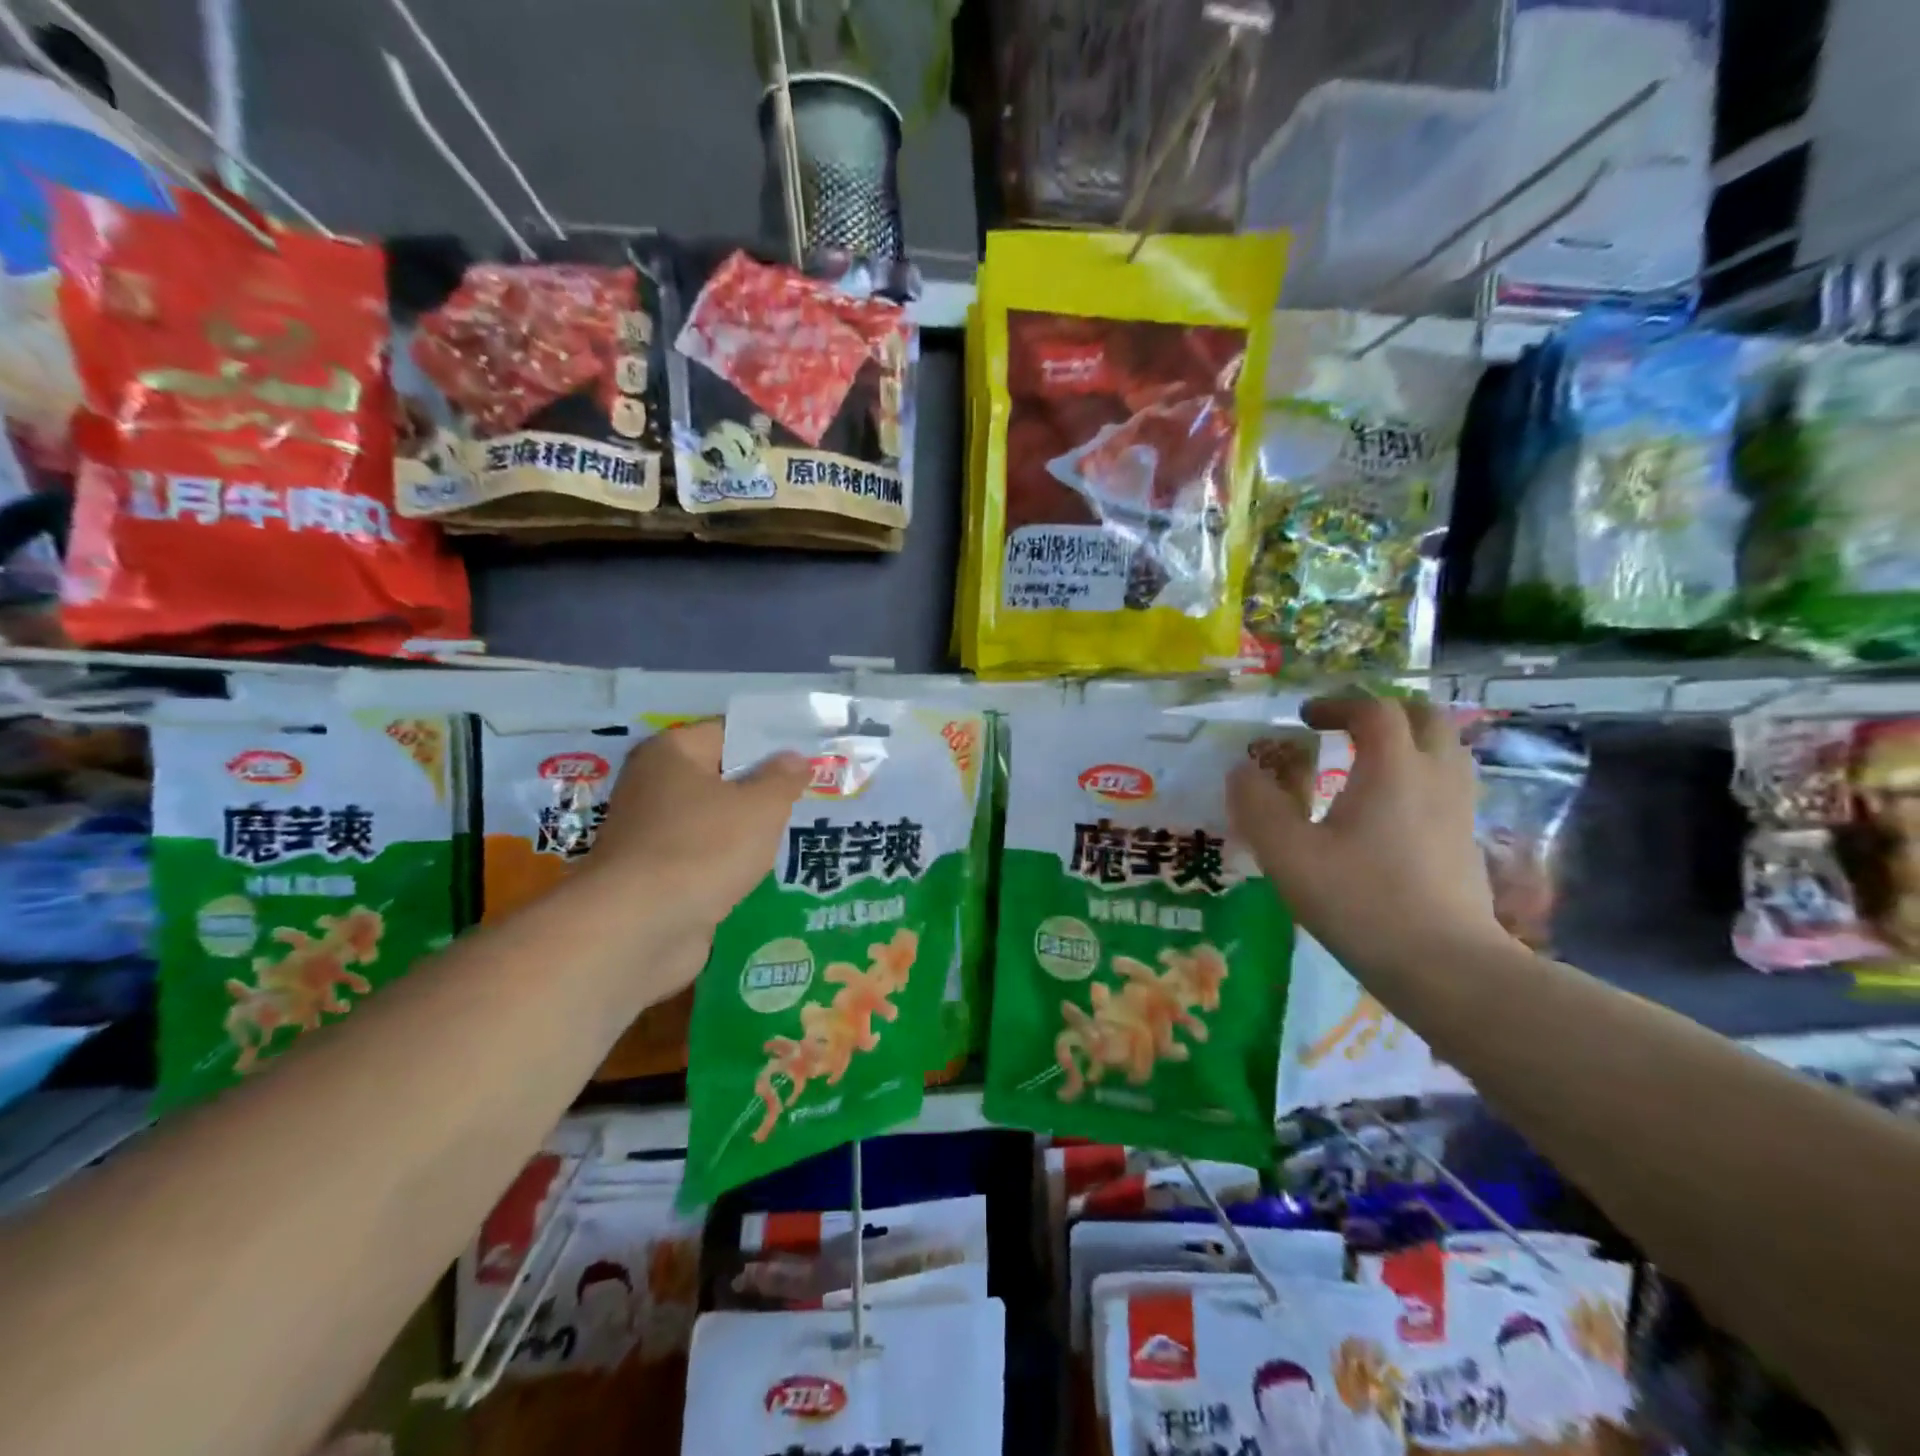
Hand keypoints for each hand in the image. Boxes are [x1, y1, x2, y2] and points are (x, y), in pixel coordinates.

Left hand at [584, 720, 808, 939]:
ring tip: (792, 833)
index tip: (808, 757)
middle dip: (761, 788)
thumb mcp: (761, 807)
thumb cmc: (704, 848)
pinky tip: (759, 871)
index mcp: (672, 753)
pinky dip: (727, 863)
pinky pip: (702, 856)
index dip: (770, 743)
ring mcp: (650, 833)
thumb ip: (783, 778)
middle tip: (809, 795)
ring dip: (745, 830)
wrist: (639, 929)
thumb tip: (794, 758)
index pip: (729, 732)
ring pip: (712, 820)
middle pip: (720, 777)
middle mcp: (653, 785)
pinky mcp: (653, 876)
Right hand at [1227, 695, 1507, 975]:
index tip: (1305, 719)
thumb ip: (1258, 806)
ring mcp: (1461, 808)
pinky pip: (1450, 784)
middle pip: (1425, 717)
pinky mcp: (1468, 841)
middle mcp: (1435, 775)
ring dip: (1408, 741)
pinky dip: (1421, 776)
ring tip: (1369, 763)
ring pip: (1446, 749)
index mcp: (1393, 767)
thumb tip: (1242, 771)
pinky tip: (1391, 810)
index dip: (1337, 704)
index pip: (1374, 709)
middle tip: (1346, 729)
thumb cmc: (1361, 901)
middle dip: (1383, 712)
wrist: (1446, 966)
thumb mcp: (1289, 854)